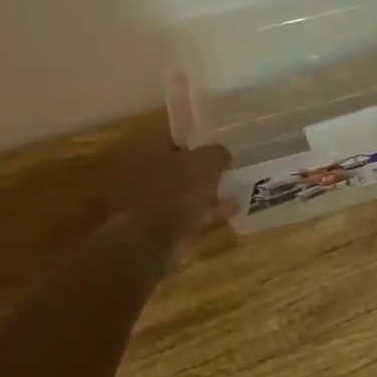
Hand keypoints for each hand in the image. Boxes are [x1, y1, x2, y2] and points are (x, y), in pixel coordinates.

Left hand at [107, 139, 232, 256]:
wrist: (150, 242)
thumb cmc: (176, 190)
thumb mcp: (206, 163)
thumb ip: (217, 152)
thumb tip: (223, 153)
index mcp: (148, 147)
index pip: (175, 134)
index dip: (198, 136)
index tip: (218, 140)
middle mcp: (143, 170)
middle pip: (178, 163)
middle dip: (201, 166)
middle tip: (226, 165)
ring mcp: (148, 199)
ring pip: (182, 189)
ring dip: (205, 190)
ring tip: (234, 188)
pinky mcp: (156, 225)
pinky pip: (186, 212)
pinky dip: (205, 211)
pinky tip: (230, 210)